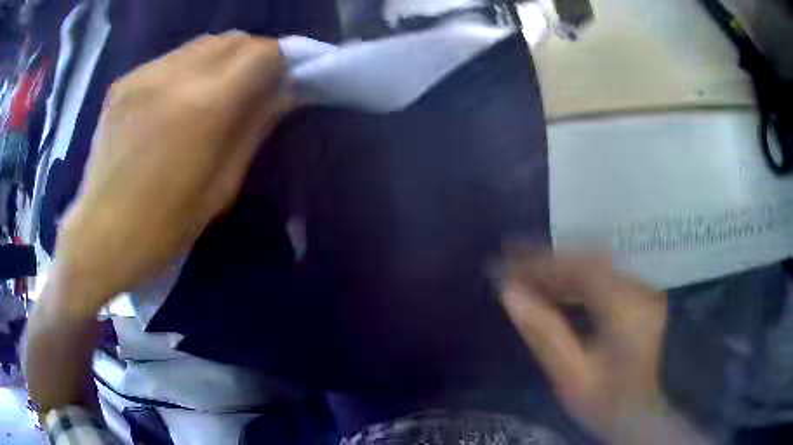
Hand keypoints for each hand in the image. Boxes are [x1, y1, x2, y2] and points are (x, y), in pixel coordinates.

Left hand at [52, 34, 290, 313]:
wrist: (98, 238)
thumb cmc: (163, 229)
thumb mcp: (221, 187)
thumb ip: (254, 128)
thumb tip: (283, 92)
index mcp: (205, 107)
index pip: (263, 53)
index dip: (278, 65)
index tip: (277, 86)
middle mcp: (175, 75)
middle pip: (234, 39)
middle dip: (251, 58)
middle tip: (248, 89)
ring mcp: (144, 74)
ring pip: (202, 44)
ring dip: (219, 61)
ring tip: (209, 95)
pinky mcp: (123, 81)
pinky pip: (170, 59)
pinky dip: (186, 70)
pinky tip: (173, 103)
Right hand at [500, 253, 670, 442]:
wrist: (639, 413)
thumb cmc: (605, 403)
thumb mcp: (571, 377)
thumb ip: (543, 333)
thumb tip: (510, 293)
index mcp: (628, 311)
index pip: (584, 269)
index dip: (544, 262)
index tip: (508, 263)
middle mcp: (640, 290)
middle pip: (590, 262)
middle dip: (549, 265)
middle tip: (512, 270)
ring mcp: (643, 291)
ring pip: (596, 268)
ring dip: (560, 272)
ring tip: (526, 280)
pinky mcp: (639, 297)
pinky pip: (603, 279)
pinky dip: (575, 282)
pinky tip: (555, 291)